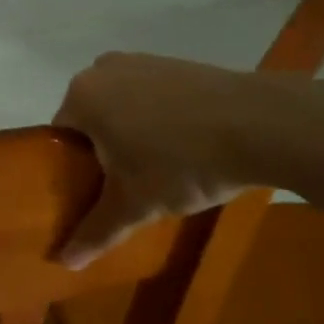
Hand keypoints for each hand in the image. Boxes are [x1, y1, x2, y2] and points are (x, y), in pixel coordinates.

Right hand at [51, 53, 323, 267]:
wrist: (263, 124)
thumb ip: (95, 231)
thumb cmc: (181, 162)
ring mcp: (144, 61)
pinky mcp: (180, 63)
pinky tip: (188, 145)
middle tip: (127, 184)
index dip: (74, 168)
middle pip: (91, 118)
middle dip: (105, 150)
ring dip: (134, 133)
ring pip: (124, 106)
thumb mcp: (134, 205)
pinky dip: (162, 119)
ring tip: (161, 168)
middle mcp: (103, 69)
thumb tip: (63, 263)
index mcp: (82, 96)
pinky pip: (154, 96)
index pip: (60, 137)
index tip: (97, 192)